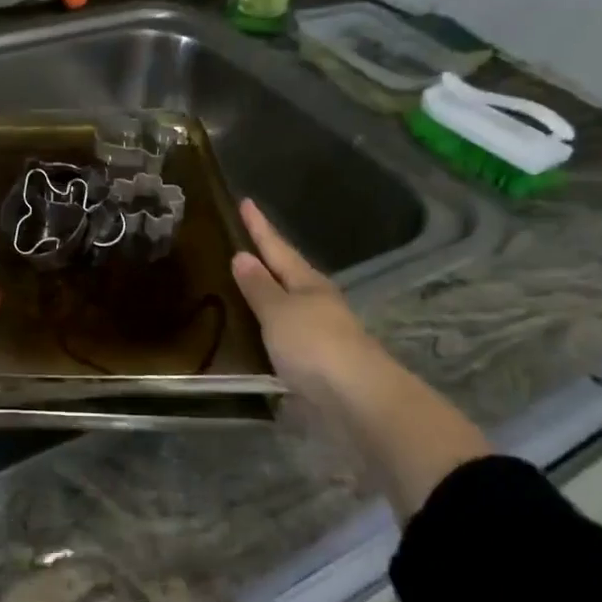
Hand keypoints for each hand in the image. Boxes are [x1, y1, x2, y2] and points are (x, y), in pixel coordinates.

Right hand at [230, 200, 404, 408]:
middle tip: (245, 244)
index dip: (260, 227)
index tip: (246, 201)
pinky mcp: (322, 362)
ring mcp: (324, 332)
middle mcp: (318, 302)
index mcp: (308, 282)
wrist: (359, 399)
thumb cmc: (314, 345)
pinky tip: (262, 335)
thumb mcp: (278, 312)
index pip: (277, 247)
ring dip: (271, 295)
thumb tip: (242, 256)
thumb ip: (259, 286)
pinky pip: (291, 335)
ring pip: (292, 305)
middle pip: (289, 274)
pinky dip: (274, 329)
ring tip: (247, 288)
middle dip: (269, 260)